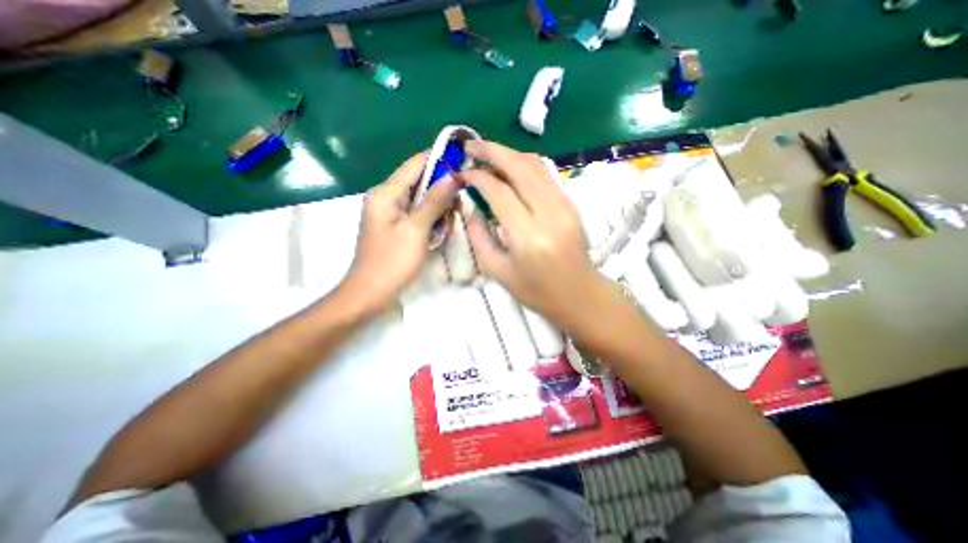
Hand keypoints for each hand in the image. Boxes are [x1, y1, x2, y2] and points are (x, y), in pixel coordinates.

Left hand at [340, 151, 460, 314]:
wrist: (370, 293)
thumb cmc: (392, 262)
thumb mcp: (416, 230)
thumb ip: (434, 201)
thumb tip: (452, 176)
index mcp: (386, 193)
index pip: (415, 164)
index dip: (439, 158)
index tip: (463, 159)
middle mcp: (385, 196)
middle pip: (418, 180)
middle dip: (441, 186)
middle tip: (462, 197)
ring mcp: (389, 211)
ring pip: (419, 197)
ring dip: (438, 204)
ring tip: (453, 215)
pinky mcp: (395, 224)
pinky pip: (416, 212)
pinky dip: (430, 216)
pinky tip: (441, 226)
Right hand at [458, 139, 602, 326]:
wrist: (579, 295)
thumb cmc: (536, 291)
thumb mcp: (497, 271)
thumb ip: (478, 236)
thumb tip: (469, 205)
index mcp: (528, 236)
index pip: (499, 191)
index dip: (477, 176)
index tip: (461, 172)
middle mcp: (549, 213)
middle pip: (519, 166)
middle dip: (492, 150)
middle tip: (470, 147)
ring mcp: (564, 205)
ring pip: (535, 164)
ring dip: (508, 154)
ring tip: (487, 156)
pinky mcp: (571, 203)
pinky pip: (545, 174)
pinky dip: (524, 165)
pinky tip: (509, 169)